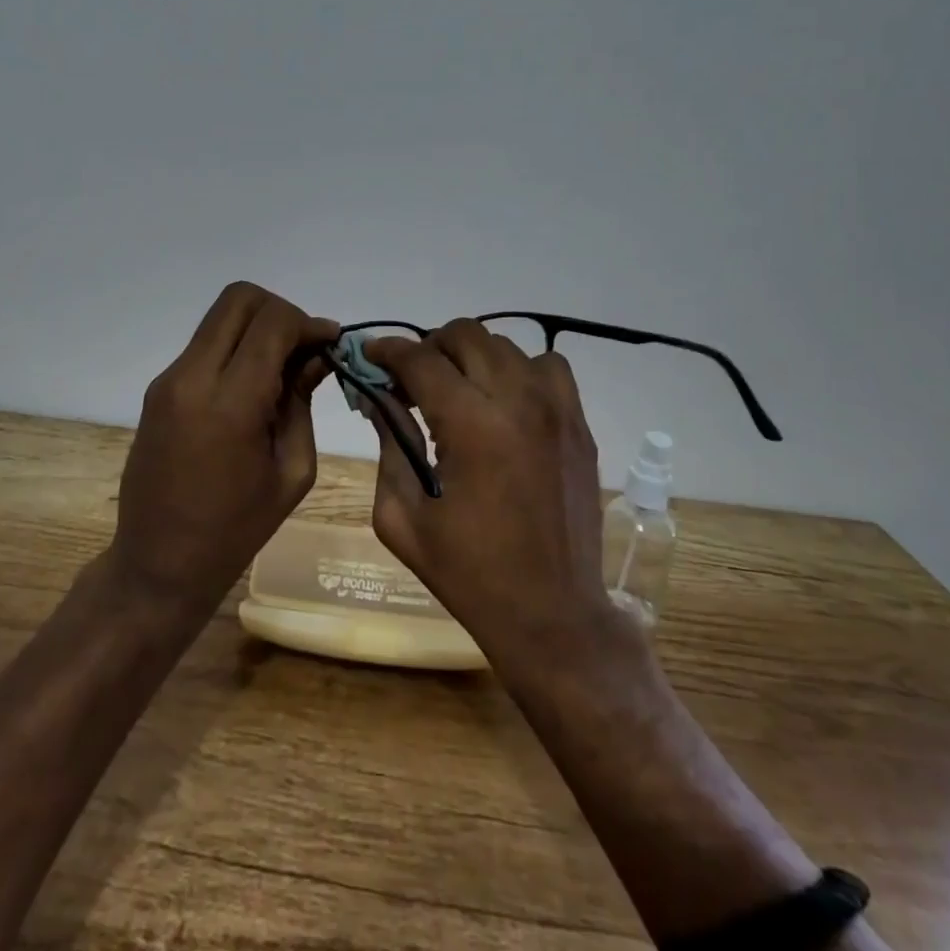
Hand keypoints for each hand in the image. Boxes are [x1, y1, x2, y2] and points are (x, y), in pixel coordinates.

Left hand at [110, 282, 337, 617]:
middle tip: (302, 348)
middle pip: (240, 299)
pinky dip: (236, 347)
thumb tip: (319, 352)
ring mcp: (168, 379)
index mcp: (230, 403)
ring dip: (257, 327)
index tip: (329, 343)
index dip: (308, 322)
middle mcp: (192, 377)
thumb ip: (303, 400)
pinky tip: (253, 386)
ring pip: (220, 317)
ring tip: (281, 369)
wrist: (158, 563)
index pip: (272, 322)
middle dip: (280, 311)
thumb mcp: (292, 468)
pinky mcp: (158, 388)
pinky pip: (205, 344)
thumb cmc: (237, 529)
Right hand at [365, 319, 611, 665]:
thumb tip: (379, 399)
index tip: (370, 356)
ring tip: (457, 390)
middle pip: (465, 335)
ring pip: (505, 344)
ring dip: (471, 357)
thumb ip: (387, 446)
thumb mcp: (402, 518)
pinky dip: (519, 369)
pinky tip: (505, 401)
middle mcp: (518, 402)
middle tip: (411, 381)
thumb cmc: (469, 574)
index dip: (387, 352)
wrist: (552, 615)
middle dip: (428, 348)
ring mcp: (557, 409)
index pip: (420, 360)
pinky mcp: (579, 424)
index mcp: (471, 427)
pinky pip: (548, 367)